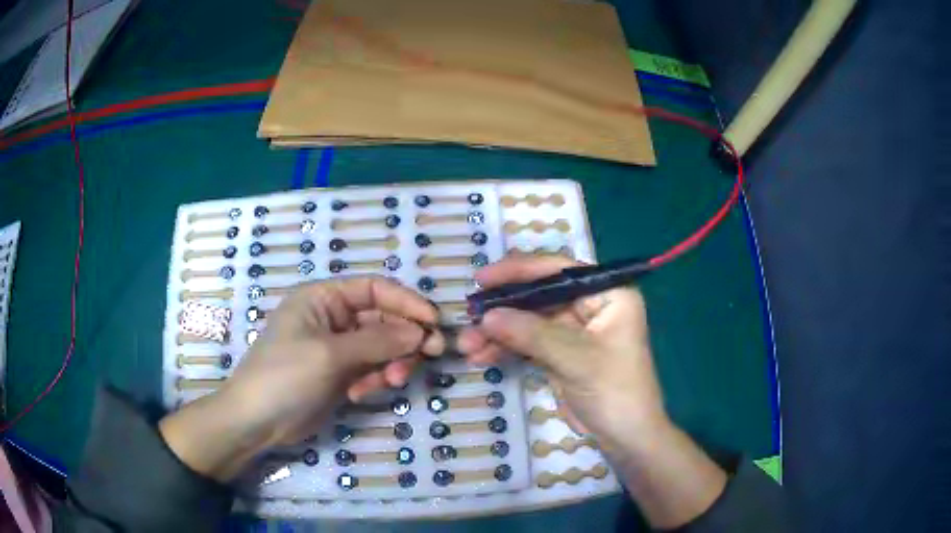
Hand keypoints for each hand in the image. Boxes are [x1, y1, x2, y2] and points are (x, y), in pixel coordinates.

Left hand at [160, 277, 444, 480]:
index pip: (374, 289)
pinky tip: (360, 395)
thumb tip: (420, 333)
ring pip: (381, 347)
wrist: (257, 421)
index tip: (434, 323)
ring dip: (391, 363)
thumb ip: (378, 341)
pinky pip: (370, 369)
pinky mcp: (339, 373)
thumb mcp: (330, 354)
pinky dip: (374, 380)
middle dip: (403, 339)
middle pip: (382, 320)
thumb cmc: (285, 376)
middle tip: (429, 357)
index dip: (407, 303)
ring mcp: (336, 348)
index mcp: (323, 298)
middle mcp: (332, 318)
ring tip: (391, 382)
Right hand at [458, 256, 666, 446]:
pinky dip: (506, 349)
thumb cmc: (614, 391)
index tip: (482, 280)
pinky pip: (529, 344)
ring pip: (530, 322)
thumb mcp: (575, 358)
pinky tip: (481, 356)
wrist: (625, 438)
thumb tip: (486, 316)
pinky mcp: (562, 355)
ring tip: (468, 347)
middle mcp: (592, 307)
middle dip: (503, 310)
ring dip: (499, 333)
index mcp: (608, 294)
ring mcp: (575, 332)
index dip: (519, 271)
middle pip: (539, 297)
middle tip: (469, 318)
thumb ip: (531, 333)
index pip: (559, 271)